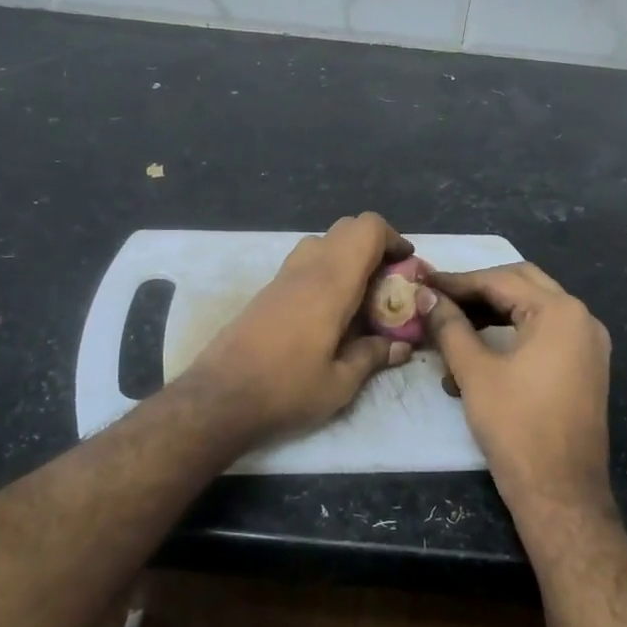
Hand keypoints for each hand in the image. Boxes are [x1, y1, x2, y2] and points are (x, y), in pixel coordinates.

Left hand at [179, 213, 416, 446]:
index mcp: (332, 282)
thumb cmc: (286, 389)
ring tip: (360, 298)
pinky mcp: (267, 291)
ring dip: (347, 258)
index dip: (393, 238)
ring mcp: (282, 277)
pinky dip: (325, 272)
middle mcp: (307, 268)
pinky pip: (304, 263)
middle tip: (387, 284)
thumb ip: (373, 356)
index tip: (407, 266)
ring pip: (322, 243)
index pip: (367, 228)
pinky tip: (330, 313)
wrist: (219, 398)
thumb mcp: (340, 383)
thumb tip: (400, 346)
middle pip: (346, 228)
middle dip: (373, 247)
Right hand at [424, 264, 613, 526]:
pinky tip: (476, 351)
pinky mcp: (584, 367)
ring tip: (450, 325)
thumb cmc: (516, 427)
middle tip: (438, 297)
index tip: (421, 281)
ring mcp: (587, 344)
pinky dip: (511, 334)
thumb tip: (425, 296)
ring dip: (491, 312)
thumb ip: (449, 325)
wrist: (560, 493)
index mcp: (560, 312)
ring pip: (532, 309)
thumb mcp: (475, 371)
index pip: (500, 280)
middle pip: (521, 284)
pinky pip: (544, 334)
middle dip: (477, 290)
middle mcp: (581, 318)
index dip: (456, 281)